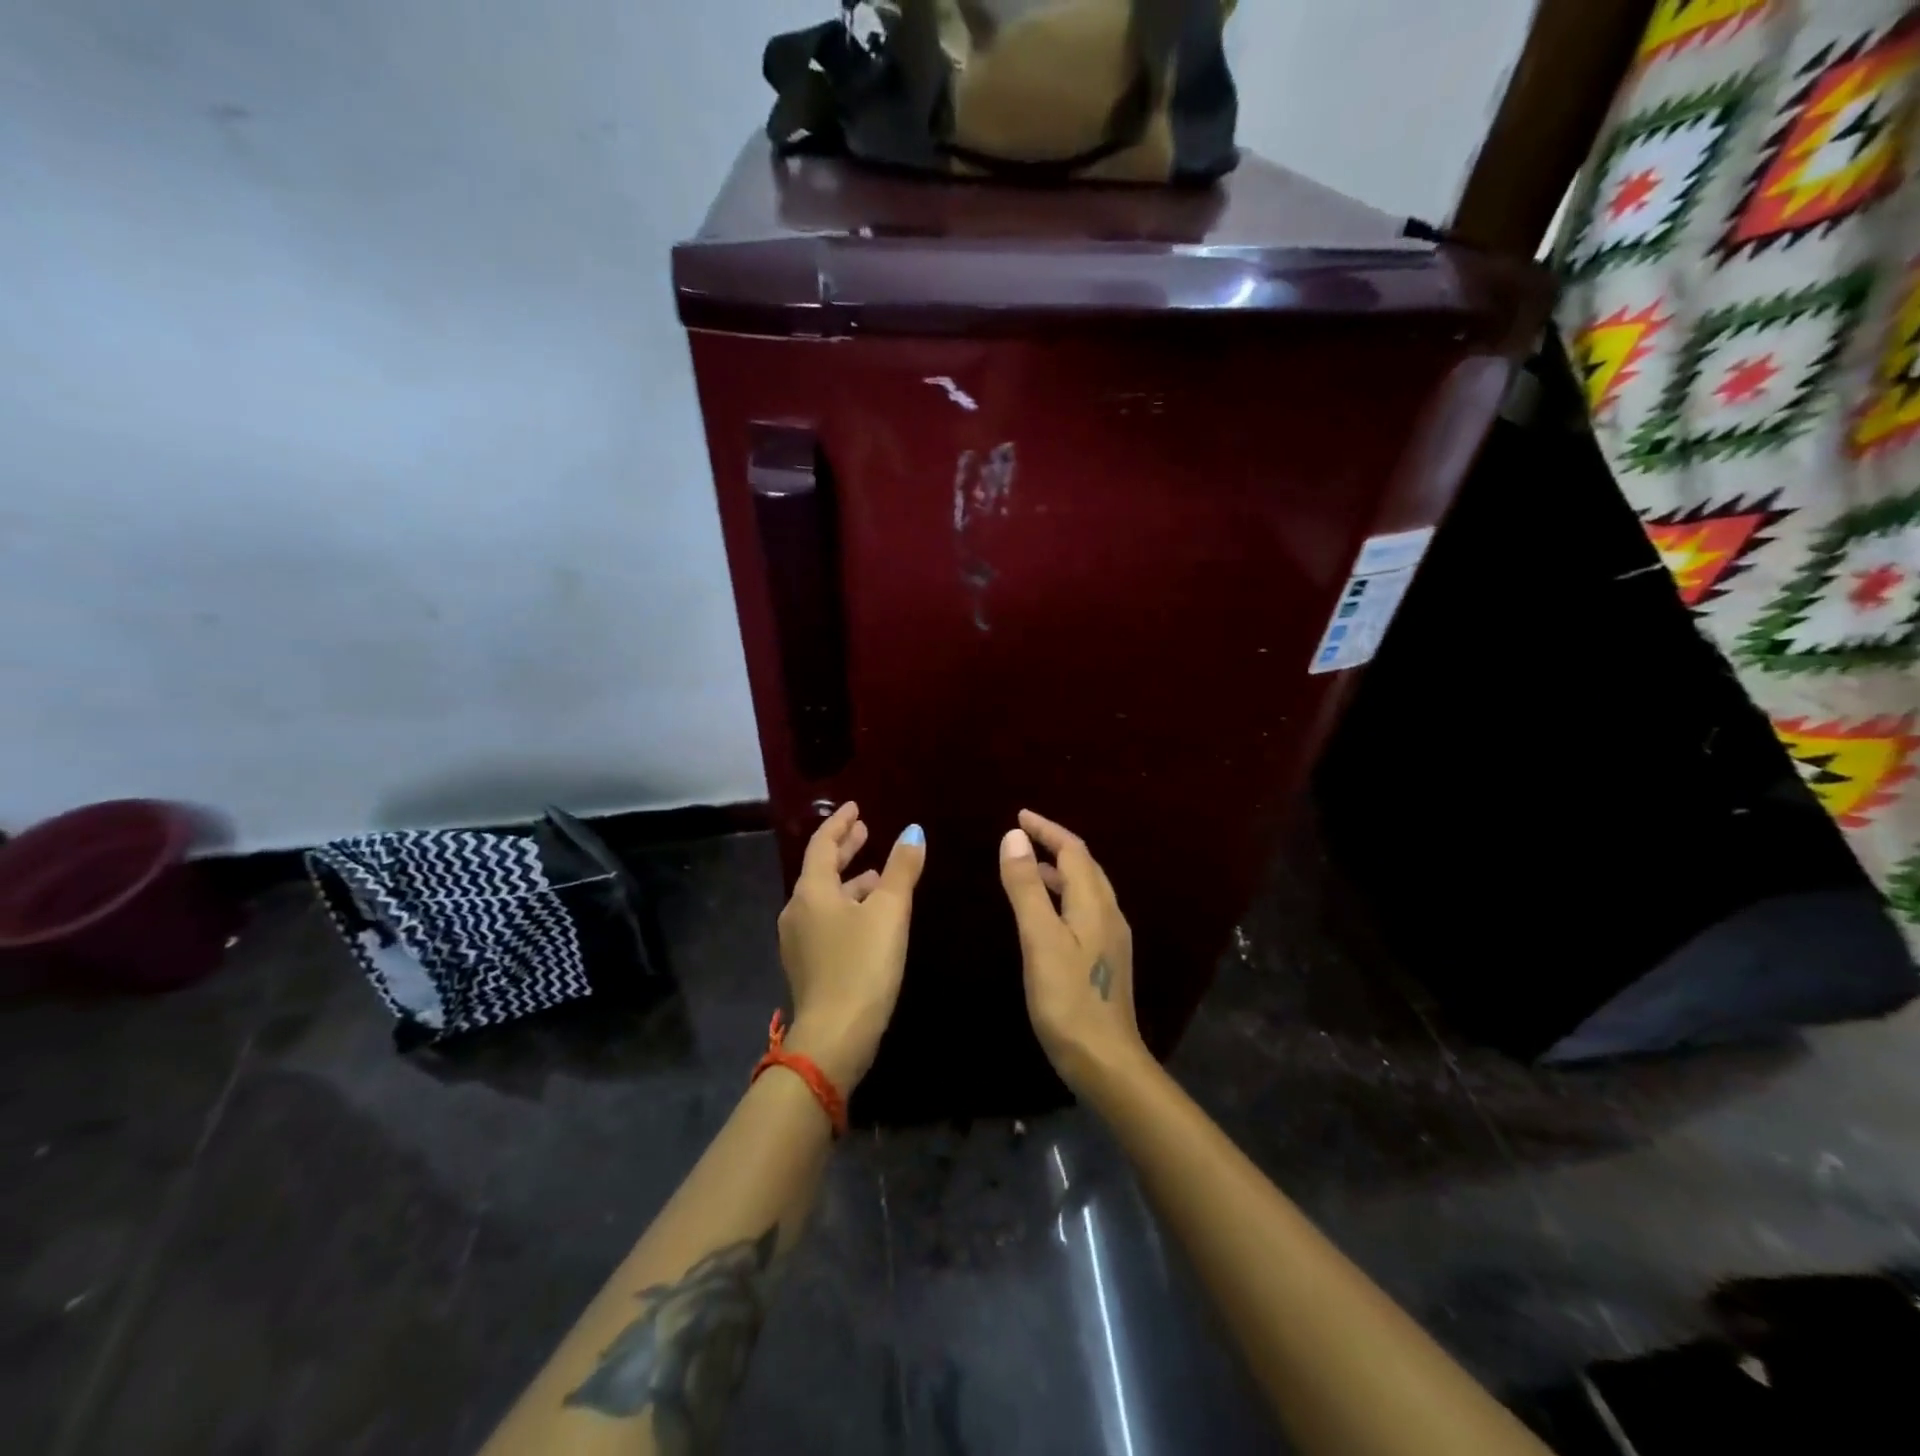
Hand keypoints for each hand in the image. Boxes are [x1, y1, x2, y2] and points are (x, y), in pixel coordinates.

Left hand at [776, 802, 925, 1091]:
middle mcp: (798, 910)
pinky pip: (827, 920)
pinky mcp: (808, 964)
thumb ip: (901, 869)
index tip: (856, 807)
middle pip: (821, 869)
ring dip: (850, 881)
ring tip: (876, 873)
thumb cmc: (862, 965)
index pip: (822, 844)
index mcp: (812, 891)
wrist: (834, 1036)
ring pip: (826, 897)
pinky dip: (847, 906)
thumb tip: (913, 831)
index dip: (840, 823)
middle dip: (844, 848)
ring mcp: (799, 940)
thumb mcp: (889, 912)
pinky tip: (869, 916)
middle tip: (865, 831)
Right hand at [998, 809, 1143, 1096]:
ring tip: (1028, 866)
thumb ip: (1027, 887)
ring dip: (1059, 870)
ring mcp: (1111, 938)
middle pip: (1084, 865)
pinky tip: (1045, 912)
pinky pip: (1084, 909)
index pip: (1073, 850)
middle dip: (1054, 845)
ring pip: (1085, 889)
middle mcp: (1109, 913)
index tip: (1019, 815)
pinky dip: (1062, 895)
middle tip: (1021, 836)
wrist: (1106, 1061)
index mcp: (1094, 903)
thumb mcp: (1040, 939)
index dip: (1047, 829)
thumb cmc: (1068, 999)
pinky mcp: (1106, 958)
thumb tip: (1015, 837)